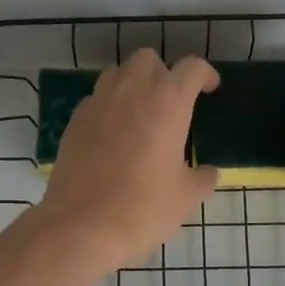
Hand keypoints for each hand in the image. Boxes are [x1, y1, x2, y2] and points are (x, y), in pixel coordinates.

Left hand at [30, 49, 219, 278]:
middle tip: (171, 103)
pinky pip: (96, 100)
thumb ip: (202, 178)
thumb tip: (207, 172)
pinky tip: (114, 136)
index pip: (191, 68)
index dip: (205, 74)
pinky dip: (109, 107)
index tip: (209, 89)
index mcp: (167, 102)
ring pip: (118, 74)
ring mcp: (98, 103)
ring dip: (133, 85)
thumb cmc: (143, 208)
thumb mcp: (186, 197)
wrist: (81, 226)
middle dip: (163, 73)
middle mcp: (131, 91)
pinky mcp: (74, 121)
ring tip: (141, 115)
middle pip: (148, 59)